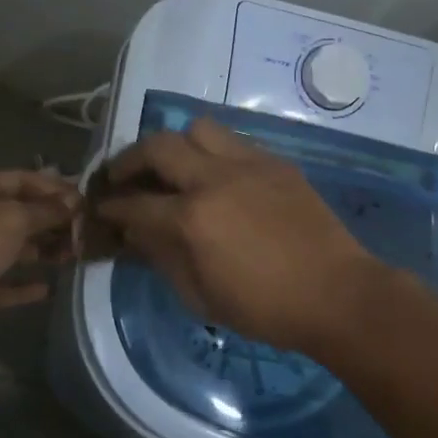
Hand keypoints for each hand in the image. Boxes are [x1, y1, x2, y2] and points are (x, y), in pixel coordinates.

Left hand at [0, 170, 79, 315]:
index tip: (83, 199)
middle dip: (50, 222)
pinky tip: (45, 289)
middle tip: (83, 232)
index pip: (21, 179)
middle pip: (16, 215)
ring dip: (40, 253)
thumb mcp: (15, 217)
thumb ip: (47, 211)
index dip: (53, 187)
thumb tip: (74, 204)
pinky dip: (20, 286)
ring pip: (9, 249)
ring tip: (72, 258)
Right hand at [93, 117, 379, 353]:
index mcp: (192, 219)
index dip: (111, 207)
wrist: (336, 293)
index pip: (135, 203)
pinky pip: (234, 142)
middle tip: (123, 177)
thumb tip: (138, 234)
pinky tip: (217, 176)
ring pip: (198, 129)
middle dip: (130, 160)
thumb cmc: (265, 308)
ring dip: (176, 145)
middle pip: (158, 147)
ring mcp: (249, 164)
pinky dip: (213, 152)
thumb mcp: (201, 297)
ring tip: (174, 167)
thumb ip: (162, 258)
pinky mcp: (276, 163)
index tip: (101, 208)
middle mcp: (215, 179)